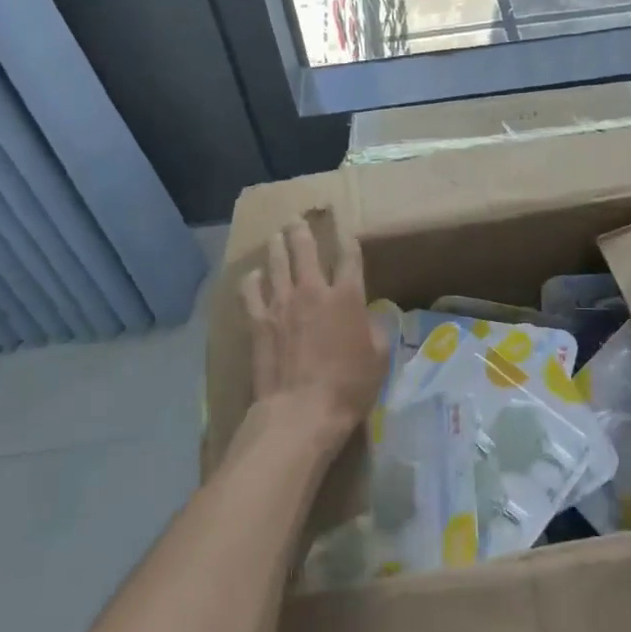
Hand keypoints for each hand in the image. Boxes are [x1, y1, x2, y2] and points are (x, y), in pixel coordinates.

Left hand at [242, 212, 387, 443]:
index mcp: (347, 296)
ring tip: (276, 236)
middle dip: (302, 230)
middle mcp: (312, 290)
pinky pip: (251, 291)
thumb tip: (372, 318)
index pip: (349, 257)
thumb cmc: (347, 387)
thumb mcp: (379, 359)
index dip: (348, 241)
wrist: (300, 411)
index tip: (346, 231)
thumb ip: (376, 331)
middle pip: (305, 248)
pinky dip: (253, 280)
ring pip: (276, 262)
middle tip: (298, 220)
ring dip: (277, 246)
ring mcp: (281, 303)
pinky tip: (254, 276)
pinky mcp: (258, 321)